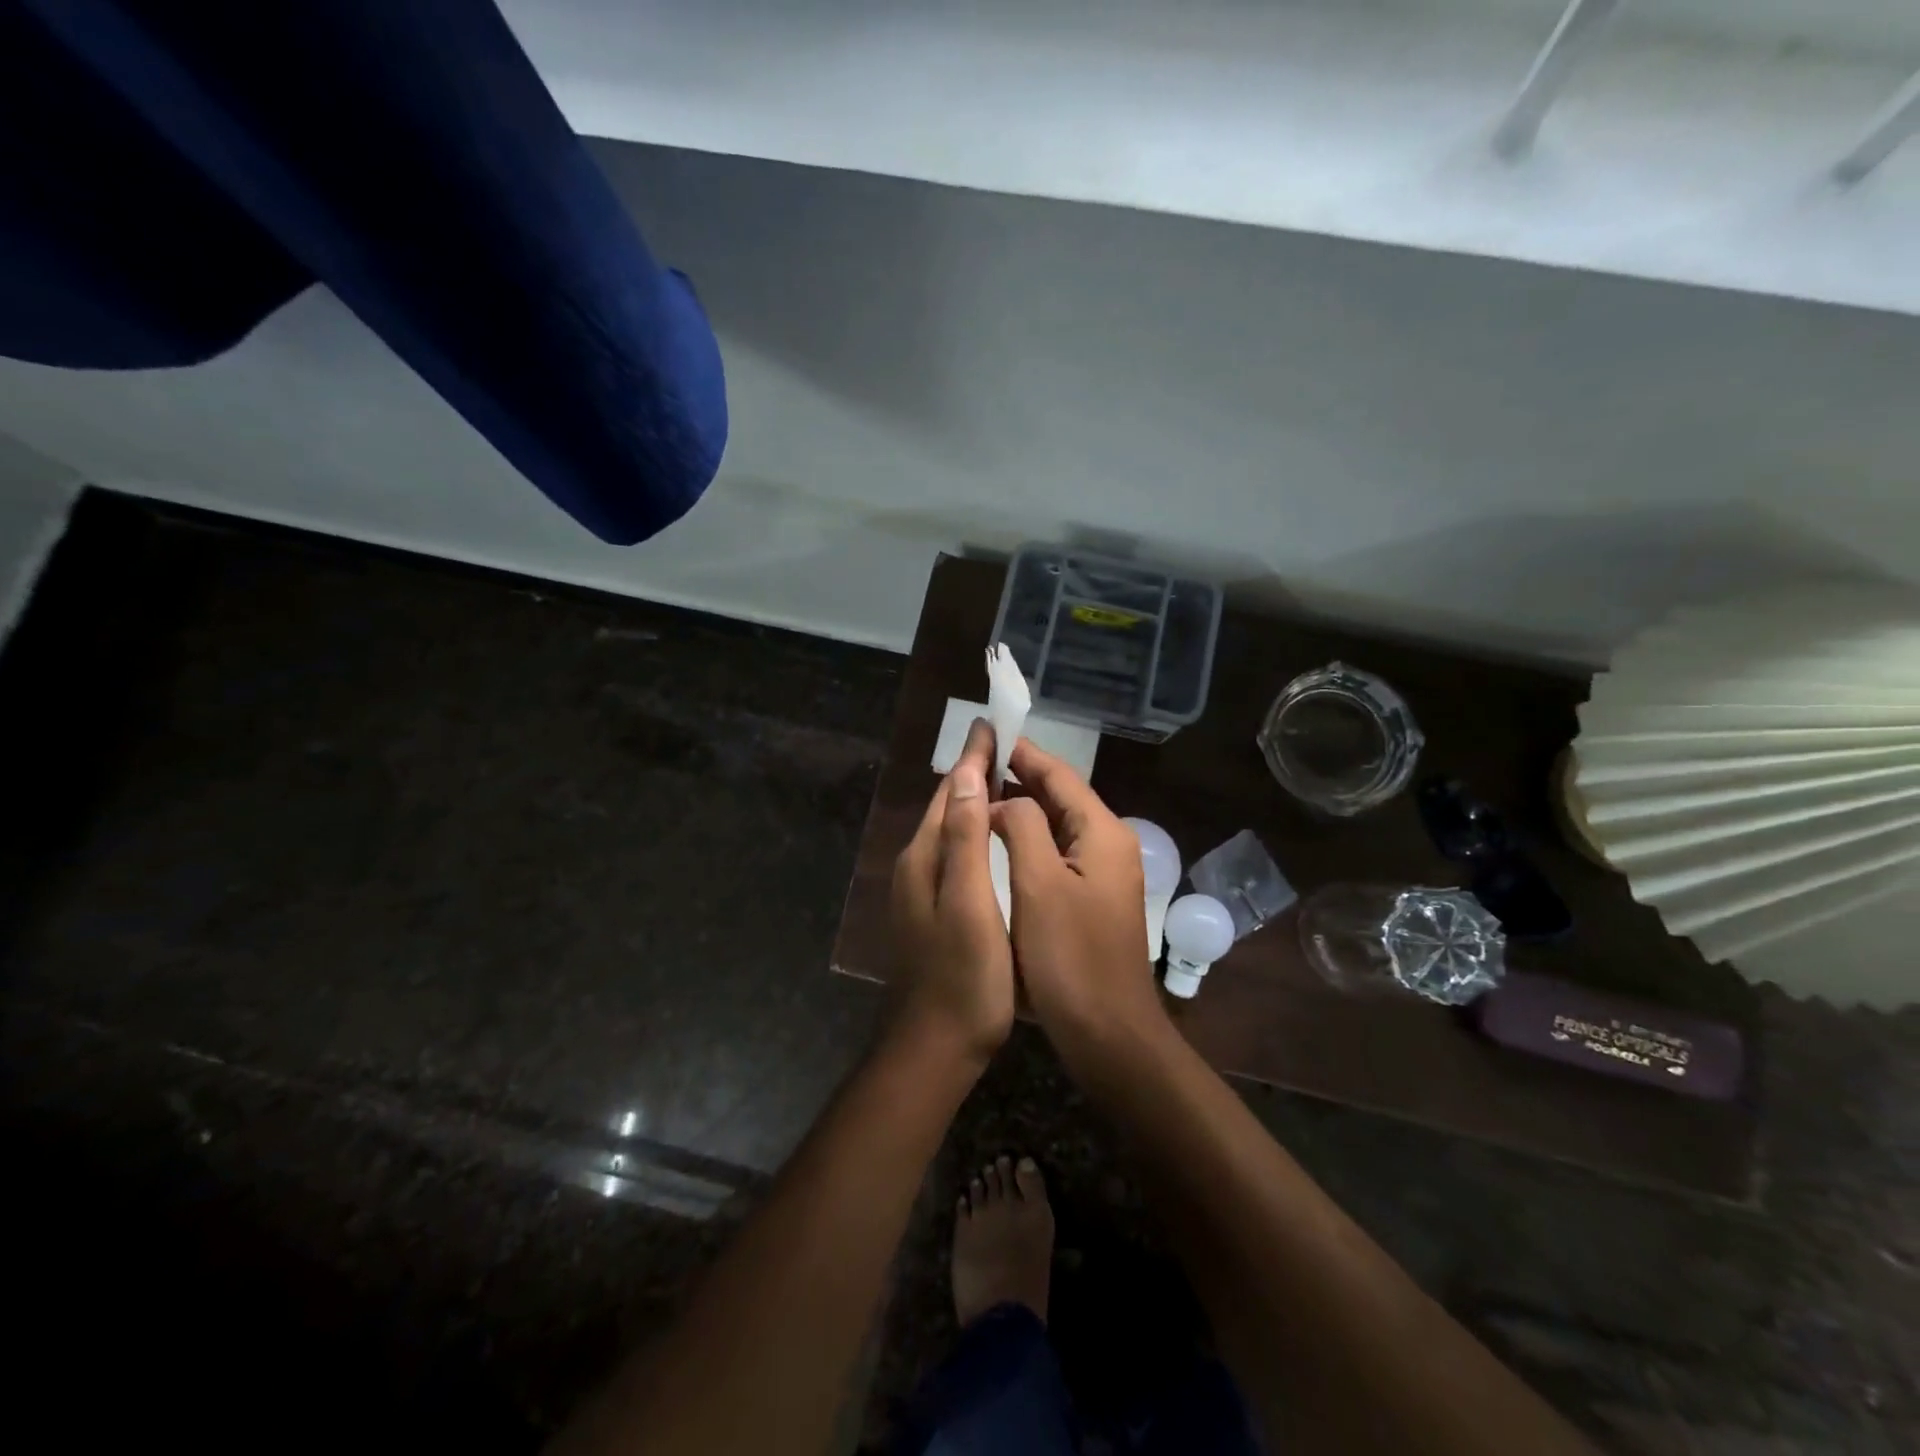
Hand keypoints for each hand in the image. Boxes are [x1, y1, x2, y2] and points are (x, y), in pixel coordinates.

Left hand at [889, 721, 1015, 1066]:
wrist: (936, 1045)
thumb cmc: (963, 975)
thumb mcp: (969, 903)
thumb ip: (966, 839)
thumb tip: (968, 775)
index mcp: (925, 857)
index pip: (952, 792)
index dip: (974, 758)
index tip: (992, 724)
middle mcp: (917, 865)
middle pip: (949, 807)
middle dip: (974, 773)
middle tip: (1004, 746)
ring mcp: (923, 890)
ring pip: (952, 830)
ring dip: (975, 802)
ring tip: (1005, 781)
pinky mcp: (934, 911)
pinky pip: (956, 854)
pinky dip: (976, 833)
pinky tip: (994, 839)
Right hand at [990, 740, 1168, 1056]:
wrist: (1110, 1034)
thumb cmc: (1070, 958)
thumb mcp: (1038, 885)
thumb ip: (1022, 828)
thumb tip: (1004, 802)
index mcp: (1102, 832)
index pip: (1059, 776)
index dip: (1023, 753)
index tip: (989, 733)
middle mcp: (1109, 844)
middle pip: (1061, 796)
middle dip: (1020, 777)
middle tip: (974, 764)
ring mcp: (1104, 873)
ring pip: (1058, 825)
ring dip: (1022, 808)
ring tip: (979, 795)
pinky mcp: (1093, 899)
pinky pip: (1058, 852)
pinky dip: (1029, 838)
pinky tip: (1001, 842)